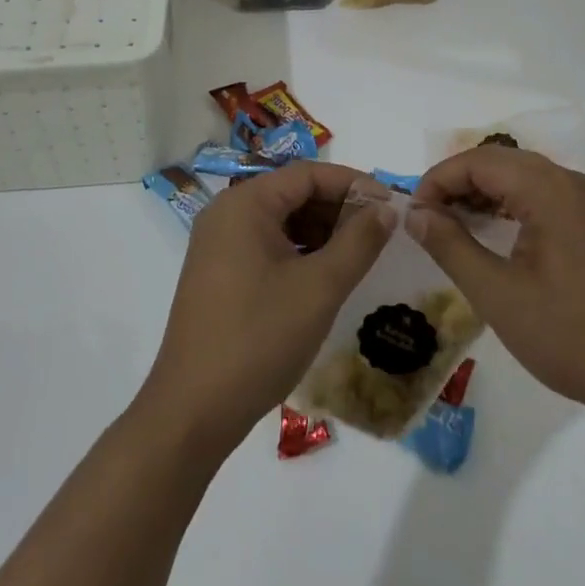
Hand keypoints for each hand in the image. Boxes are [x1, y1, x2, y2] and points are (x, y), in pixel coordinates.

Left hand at [137, 162, 395, 457]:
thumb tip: (386, 208)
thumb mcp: (319, 287)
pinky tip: (326, 276)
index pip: (307, 174)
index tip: (391, 205)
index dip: (352, 184)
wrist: (193, 411)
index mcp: (245, 204)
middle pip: (292, 194)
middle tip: (381, 233)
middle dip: (338, 209)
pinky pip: (266, 246)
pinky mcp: (218, 274)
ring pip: (281, 222)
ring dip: (321, 232)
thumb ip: (358, 242)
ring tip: (361, 255)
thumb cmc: (259, 338)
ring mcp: (218, 245)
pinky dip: (299, 253)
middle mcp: (226, 214)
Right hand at [408, 146, 584, 425]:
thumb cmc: (572, 336)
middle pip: (500, 162)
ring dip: (483, 193)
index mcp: (548, 189)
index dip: (438, 180)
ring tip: (452, 226)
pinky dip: (510, 205)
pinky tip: (495, 234)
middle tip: (428, 219)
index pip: (478, 161)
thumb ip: (451, 247)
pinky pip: (543, 196)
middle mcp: (570, 182)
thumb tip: (416, 214)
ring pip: (522, 177)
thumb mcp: (498, 295)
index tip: (414, 215)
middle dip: (458, 184)